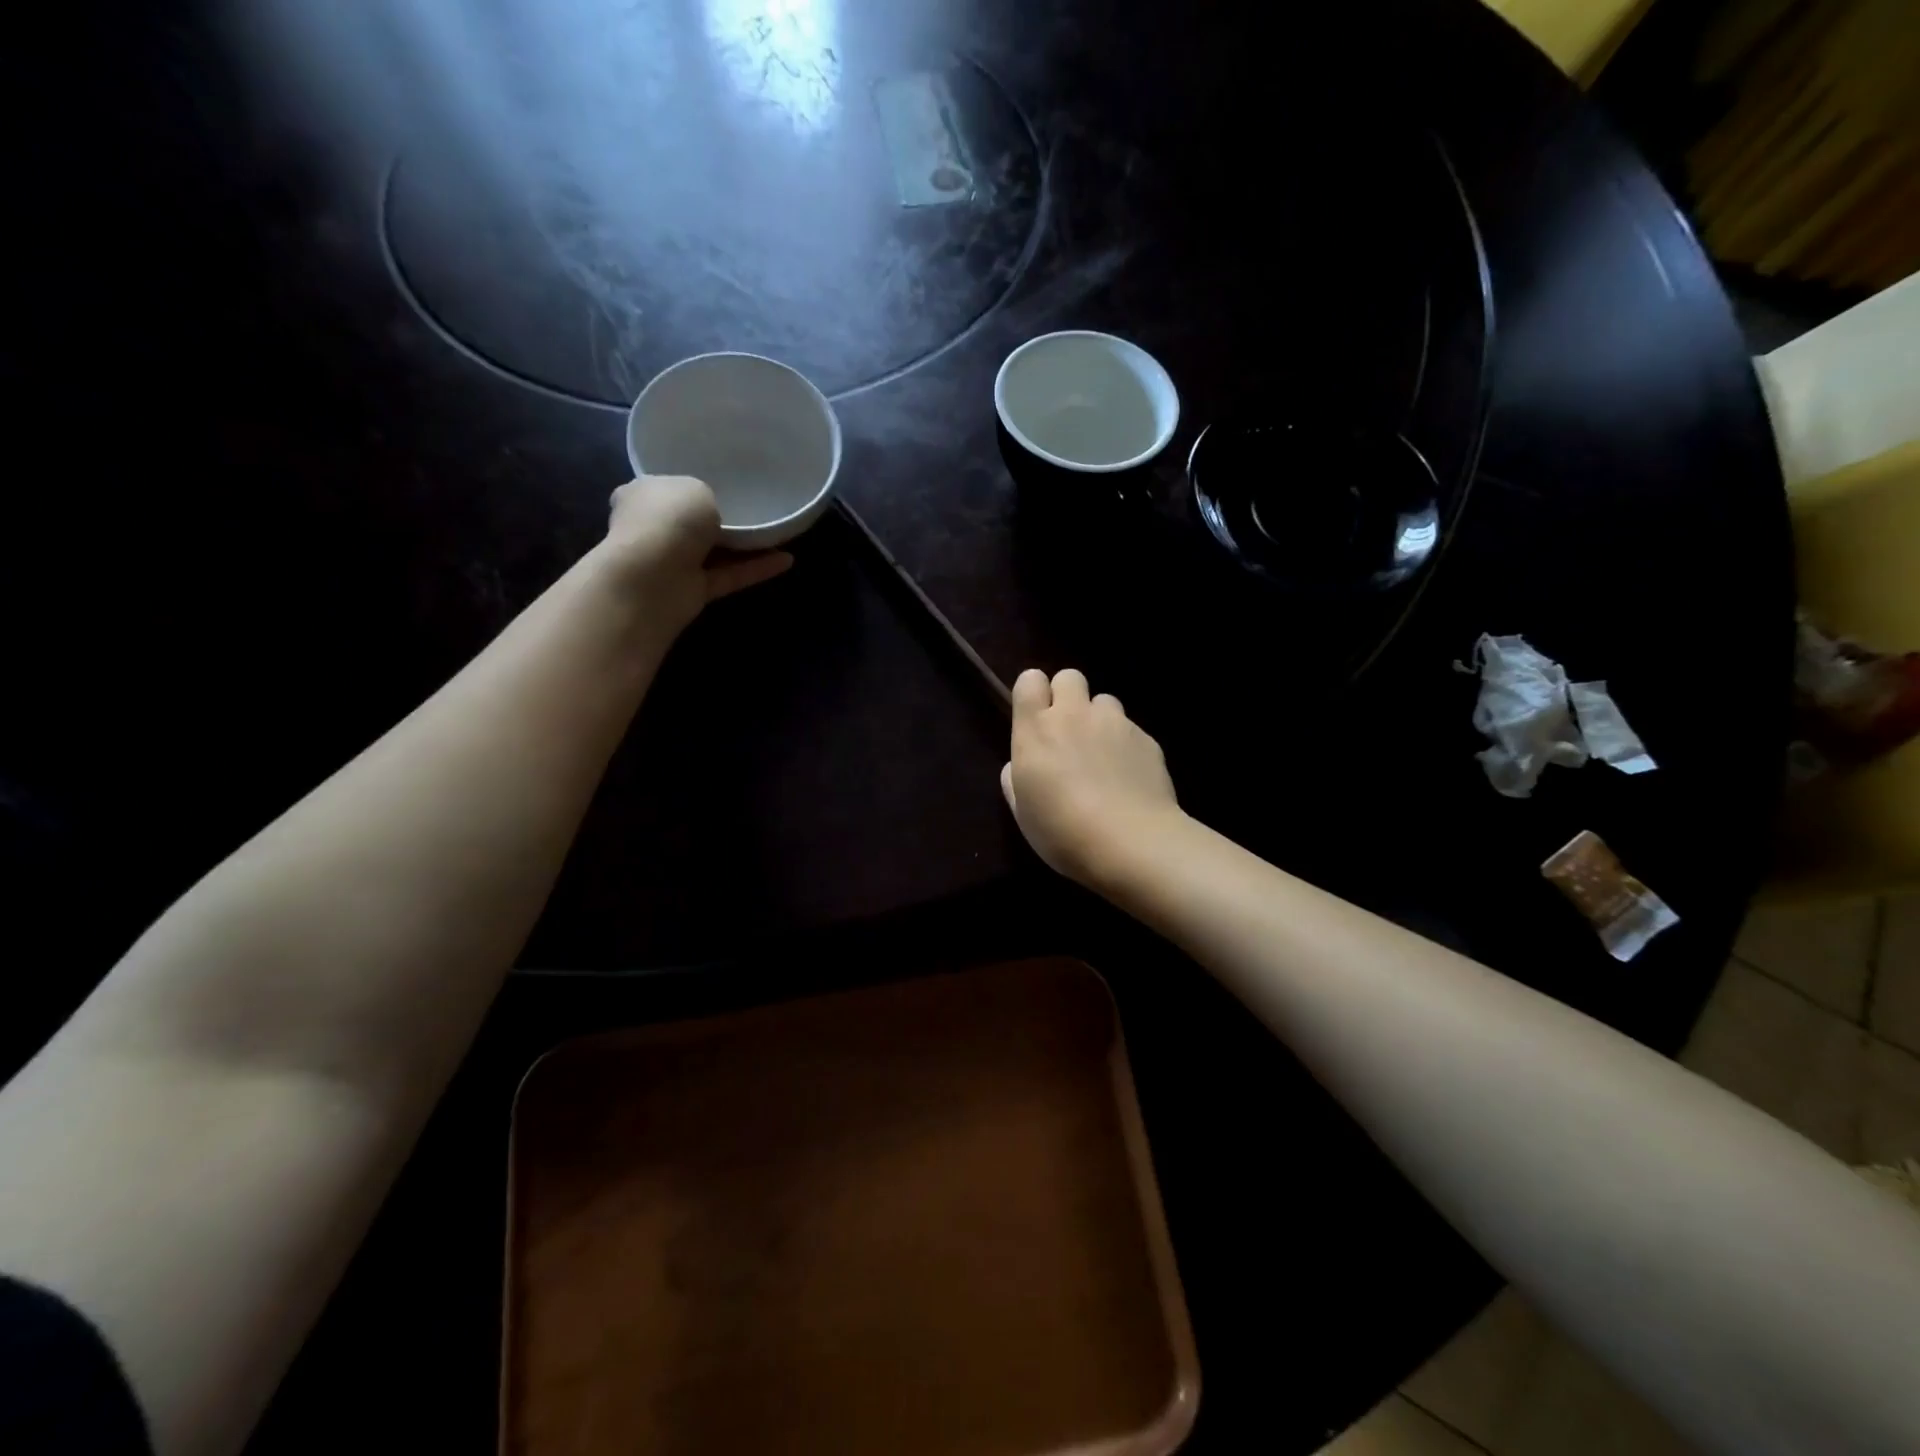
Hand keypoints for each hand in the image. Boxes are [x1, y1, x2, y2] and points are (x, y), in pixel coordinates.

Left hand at [603, 476, 792, 632]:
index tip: (714, 486)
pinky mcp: (693, 591)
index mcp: (640, 496)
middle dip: (713, 520)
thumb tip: (707, 511)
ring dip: (741, 546)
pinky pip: (729, 576)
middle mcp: (653, 529)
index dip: (684, 487)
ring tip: (777, 534)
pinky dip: (756, 569)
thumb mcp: (695, 487)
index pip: (660, 489)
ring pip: (712, 552)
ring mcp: (672, 563)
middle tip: (750, 509)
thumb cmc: (669, 519)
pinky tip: (787, 560)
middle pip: (688, 523)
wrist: (654, 576)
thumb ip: (706, 496)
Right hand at [1001, 667, 1182, 889]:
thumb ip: (1016, 779)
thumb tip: (1019, 765)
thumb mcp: (1023, 812)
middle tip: (1068, 732)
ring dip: (1099, 720)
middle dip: (1067, 696)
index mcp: (1036, 730)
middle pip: (1069, 677)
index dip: (1033, 694)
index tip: (1035, 718)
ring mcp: (1115, 723)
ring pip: (1105, 701)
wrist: (1132, 842)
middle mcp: (1075, 715)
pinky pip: (1131, 730)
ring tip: (1103, 757)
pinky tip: (1129, 779)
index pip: (1029, 680)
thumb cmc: (1063, 832)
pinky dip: (1126, 746)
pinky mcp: (1147, 739)